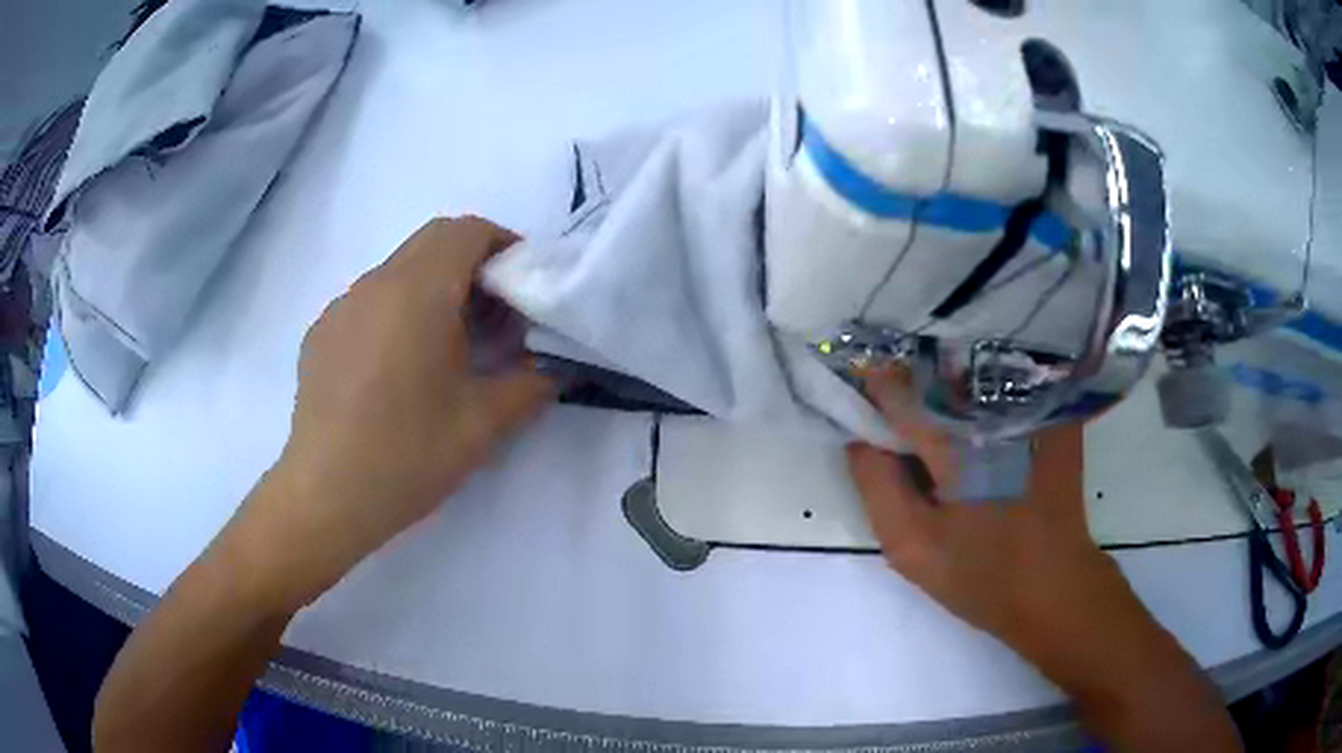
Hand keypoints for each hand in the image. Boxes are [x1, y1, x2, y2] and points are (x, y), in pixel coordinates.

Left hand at [244, 217, 555, 605]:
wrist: (325, 497)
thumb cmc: (407, 456)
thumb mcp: (483, 425)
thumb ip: (532, 385)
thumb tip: (556, 367)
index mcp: (418, 293)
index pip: (466, 231)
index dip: (502, 245)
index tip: (521, 286)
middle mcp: (375, 284)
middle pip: (432, 241)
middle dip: (472, 264)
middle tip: (493, 317)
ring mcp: (341, 308)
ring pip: (398, 270)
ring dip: (433, 288)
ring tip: (446, 347)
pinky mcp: (321, 334)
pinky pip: (368, 301)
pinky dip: (397, 312)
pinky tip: (397, 369)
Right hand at [847, 368, 1132, 656]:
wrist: (1054, 587)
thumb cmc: (980, 575)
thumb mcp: (911, 547)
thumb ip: (876, 487)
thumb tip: (859, 439)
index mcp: (957, 444)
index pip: (899, 389)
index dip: (873, 387)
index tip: (860, 396)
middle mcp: (995, 410)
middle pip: (936, 371)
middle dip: (909, 379)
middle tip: (896, 409)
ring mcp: (1033, 408)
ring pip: (973, 370)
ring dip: (946, 379)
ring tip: (936, 411)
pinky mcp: (1056, 416)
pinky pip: (1010, 381)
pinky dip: (985, 384)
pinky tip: (978, 413)